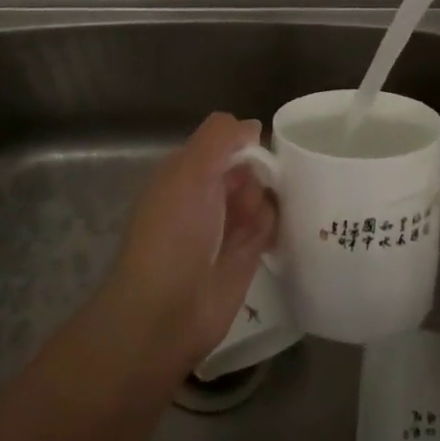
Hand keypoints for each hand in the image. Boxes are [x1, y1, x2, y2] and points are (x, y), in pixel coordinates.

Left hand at [101, 113, 278, 371]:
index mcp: (184, 172)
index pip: (223, 143)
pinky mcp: (245, 256)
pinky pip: (269, 227)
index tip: (257, 151)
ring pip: (260, 195)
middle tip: (256, 192)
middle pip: (246, 167)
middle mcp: (204, 195)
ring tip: (254, 224)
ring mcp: (225, 227)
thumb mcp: (190, 171)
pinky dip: (273, 226)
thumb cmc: (173, 234)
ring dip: (265, 201)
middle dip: (258, 173)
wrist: (166, 313)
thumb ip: (219, 139)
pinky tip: (270, 235)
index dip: (243, 144)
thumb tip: (251, 126)